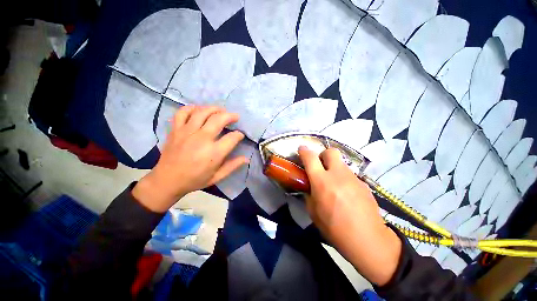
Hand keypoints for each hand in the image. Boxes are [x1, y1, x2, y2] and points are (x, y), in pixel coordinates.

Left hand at [133, 106, 247, 212]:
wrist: (167, 180)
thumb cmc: (194, 180)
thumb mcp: (217, 177)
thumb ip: (232, 166)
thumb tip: (246, 158)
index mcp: (214, 153)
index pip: (232, 137)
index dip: (239, 134)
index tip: (240, 135)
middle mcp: (202, 139)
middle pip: (219, 119)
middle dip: (230, 116)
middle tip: (235, 117)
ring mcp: (187, 132)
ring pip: (202, 112)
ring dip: (214, 109)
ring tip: (221, 110)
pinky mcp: (175, 130)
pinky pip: (183, 112)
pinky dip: (191, 108)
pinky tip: (198, 110)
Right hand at [298, 146, 401, 285]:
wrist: (368, 240)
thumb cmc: (334, 228)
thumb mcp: (313, 212)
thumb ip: (309, 194)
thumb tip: (309, 187)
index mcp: (322, 181)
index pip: (310, 158)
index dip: (304, 151)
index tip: (301, 150)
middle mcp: (338, 175)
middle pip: (331, 152)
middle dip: (323, 155)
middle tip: (320, 166)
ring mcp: (353, 178)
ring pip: (341, 163)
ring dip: (334, 168)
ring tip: (334, 184)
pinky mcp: (363, 184)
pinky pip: (349, 175)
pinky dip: (343, 179)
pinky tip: (346, 194)